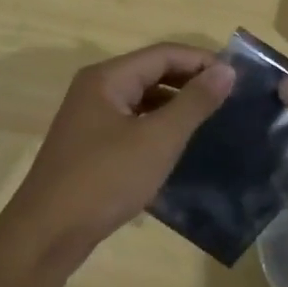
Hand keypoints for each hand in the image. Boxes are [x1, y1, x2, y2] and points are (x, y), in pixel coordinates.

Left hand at [0, 43, 235, 264]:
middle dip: (190, 82)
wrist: (48, 232)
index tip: (239, 78)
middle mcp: (95, 90)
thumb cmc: (105, 179)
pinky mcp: (90, 146)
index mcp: (107, 78)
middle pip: (151, 73)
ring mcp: (89, 119)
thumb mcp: (158, 139)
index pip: (163, 54)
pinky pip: (131, 124)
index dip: (202, 61)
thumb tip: (227, 70)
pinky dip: (156, 128)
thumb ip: (193, 103)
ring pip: (141, 100)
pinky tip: (178, 146)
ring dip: (174, 106)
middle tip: (230, 99)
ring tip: (211, 121)